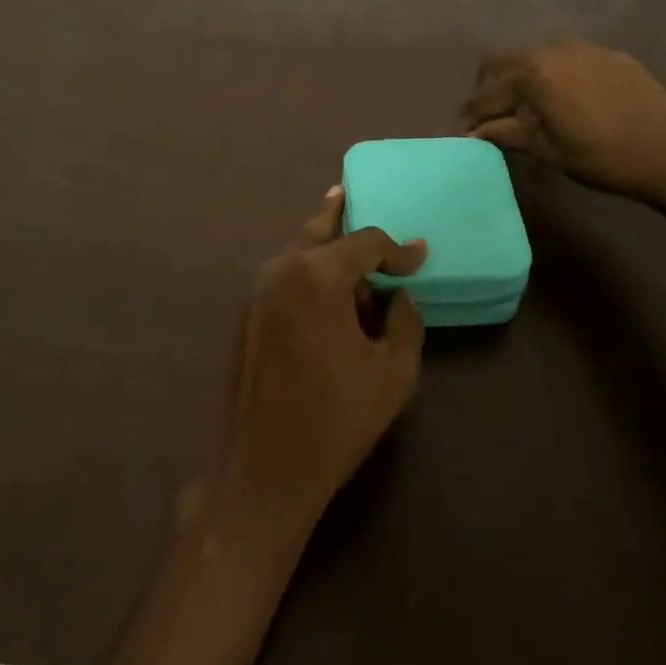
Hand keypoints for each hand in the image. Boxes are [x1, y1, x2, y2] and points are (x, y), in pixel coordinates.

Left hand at [209, 189, 426, 549]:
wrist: (262, 469)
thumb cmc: (335, 420)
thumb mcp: (393, 373)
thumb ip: (405, 322)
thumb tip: (398, 297)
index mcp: (318, 276)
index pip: (366, 242)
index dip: (398, 249)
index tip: (419, 258)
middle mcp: (282, 270)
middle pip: (318, 230)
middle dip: (339, 215)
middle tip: (349, 194)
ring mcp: (257, 291)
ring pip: (297, 252)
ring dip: (324, 248)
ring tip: (347, 247)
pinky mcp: (246, 314)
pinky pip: (284, 277)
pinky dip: (306, 272)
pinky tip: (323, 290)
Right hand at [458, 40, 665, 203]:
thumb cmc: (603, 157)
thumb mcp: (547, 150)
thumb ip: (506, 133)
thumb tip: (474, 131)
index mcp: (532, 74)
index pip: (486, 93)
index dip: (470, 115)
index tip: (461, 133)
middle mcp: (552, 49)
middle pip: (503, 63)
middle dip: (488, 90)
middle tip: (487, 118)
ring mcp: (583, 47)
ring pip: (535, 58)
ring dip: (520, 80)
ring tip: (525, 108)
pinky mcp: (608, 54)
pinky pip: (567, 60)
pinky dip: (553, 76)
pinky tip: (565, 101)